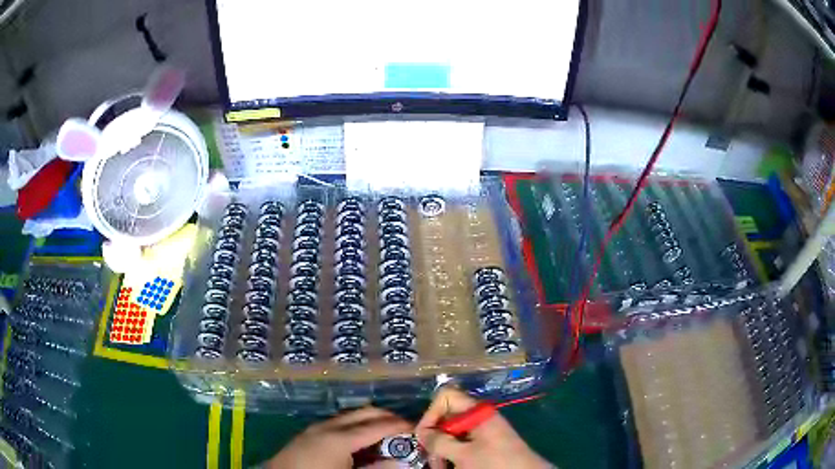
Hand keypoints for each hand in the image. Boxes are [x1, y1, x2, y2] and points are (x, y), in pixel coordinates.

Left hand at [267, 407, 410, 468]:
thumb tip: (401, 462)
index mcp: (340, 438)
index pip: (377, 425)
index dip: (399, 424)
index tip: (417, 426)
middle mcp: (328, 426)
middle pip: (364, 412)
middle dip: (386, 416)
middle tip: (405, 427)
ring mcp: (315, 428)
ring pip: (349, 415)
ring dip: (369, 420)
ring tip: (385, 433)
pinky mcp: (307, 433)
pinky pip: (337, 422)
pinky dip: (354, 425)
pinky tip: (359, 440)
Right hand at [415, 388, 549, 468]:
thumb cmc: (495, 463)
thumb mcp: (464, 454)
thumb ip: (440, 442)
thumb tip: (422, 433)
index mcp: (477, 412)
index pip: (445, 396)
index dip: (431, 414)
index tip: (426, 436)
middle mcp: (478, 418)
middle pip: (446, 418)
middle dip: (435, 439)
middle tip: (433, 459)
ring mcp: (482, 432)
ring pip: (451, 435)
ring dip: (442, 452)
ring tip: (440, 467)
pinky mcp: (485, 445)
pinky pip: (461, 445)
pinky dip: (452, 456)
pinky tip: (450, 467)